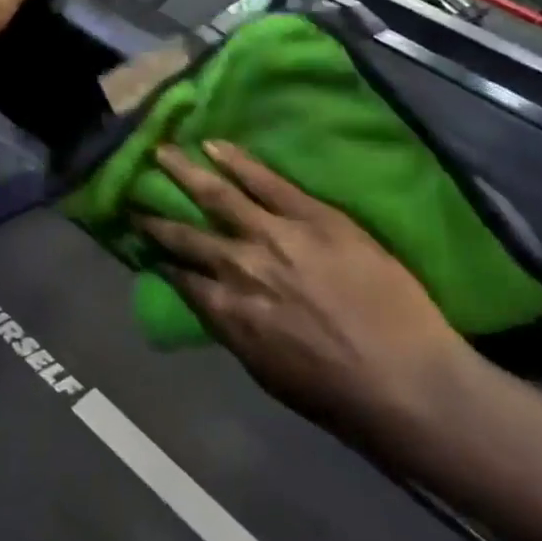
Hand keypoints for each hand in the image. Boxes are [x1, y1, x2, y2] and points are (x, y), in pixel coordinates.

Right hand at [135, 141, 472, 449]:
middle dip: (155, 216)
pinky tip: (212, 145)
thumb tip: (216, 302)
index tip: (146, 246)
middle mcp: (239, 268)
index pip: (180, 278)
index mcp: (227, 312)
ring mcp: (274, 236)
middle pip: (186, 235)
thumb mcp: (267, 374)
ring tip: (160, 153)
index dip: (161, 260)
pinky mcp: (311, 216)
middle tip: (133, 196)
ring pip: (216, 196)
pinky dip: (235, 161)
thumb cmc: (338, 394)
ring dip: (184, 173)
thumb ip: (235, 330)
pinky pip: (265, 181)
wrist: (408, 381)